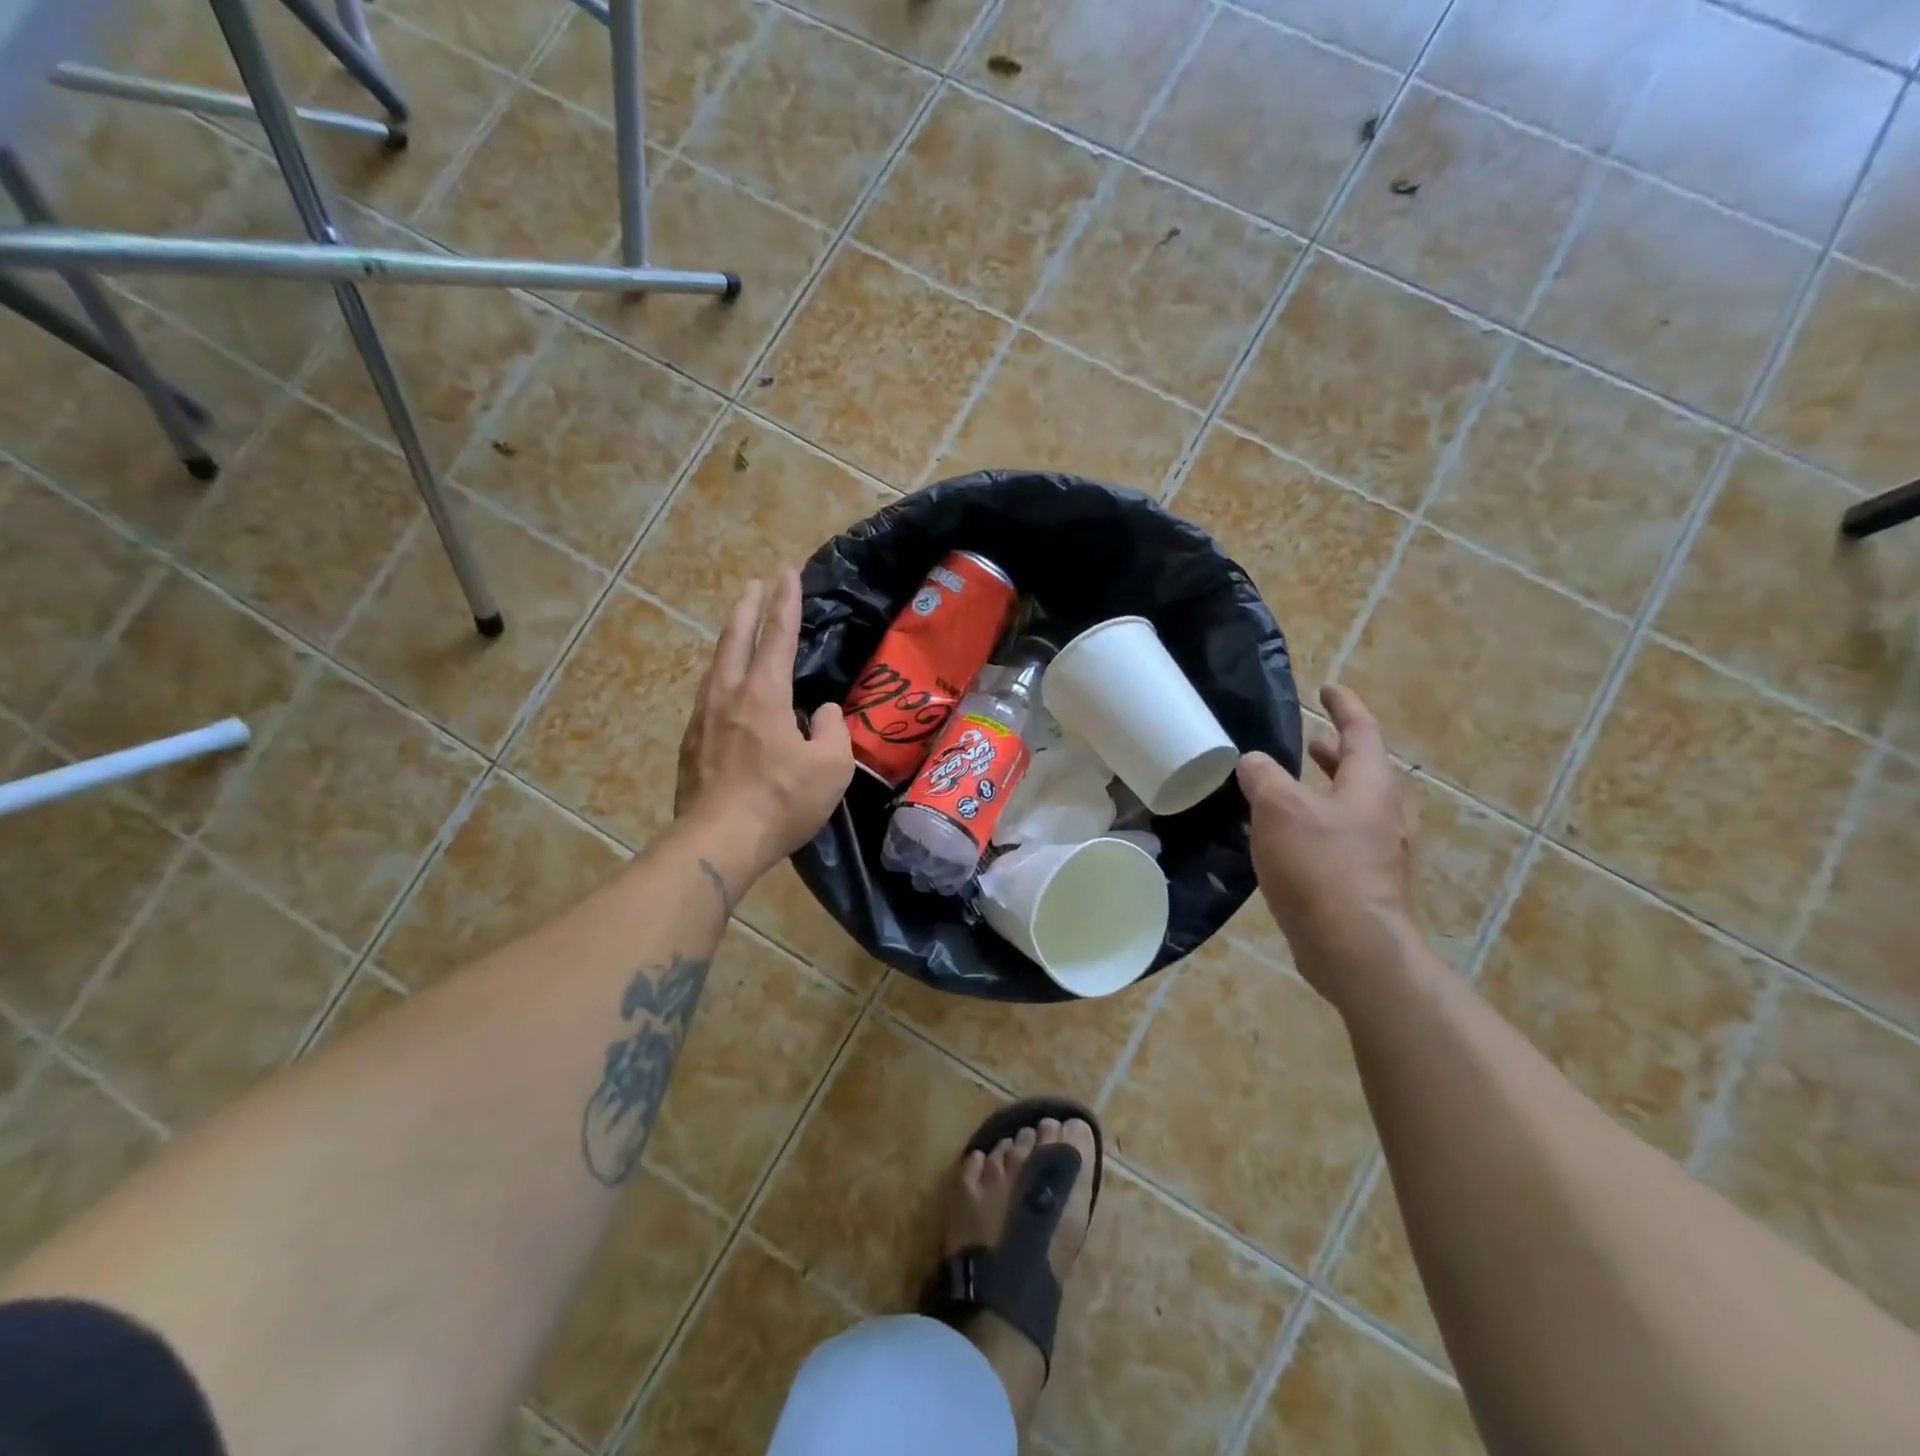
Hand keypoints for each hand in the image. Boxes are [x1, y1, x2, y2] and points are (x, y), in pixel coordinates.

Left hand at [676, 571, 853, 874]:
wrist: (718, 841)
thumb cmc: (781, 801)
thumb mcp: (830, 766)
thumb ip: (832, 730)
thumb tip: (822, 712)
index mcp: (763, 694)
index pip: (777, 636)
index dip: (786, 602)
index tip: (787, 572)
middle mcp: (728, 696)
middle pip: (735, 640)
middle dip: (747, 608)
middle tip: (754, 584)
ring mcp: (703, 719)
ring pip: (716, 666)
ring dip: (729, 640)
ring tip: (738, 630)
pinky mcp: (691, 745)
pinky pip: (708, 696)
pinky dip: (721, 677)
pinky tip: (725, 688)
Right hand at [1237, 684, 1417, 1011]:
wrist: (1354, 949)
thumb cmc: (1321, 867)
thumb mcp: (1281, 810)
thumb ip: (1264, 777)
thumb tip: (1253, 761)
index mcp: (1368, 787)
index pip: (1362, 732)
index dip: (1345, 707)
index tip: (1328, 688)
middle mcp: (1380, 816)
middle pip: (1361, 772)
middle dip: (1335, 753)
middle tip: (1310, 740)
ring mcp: (1375, 855)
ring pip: (1348, 808)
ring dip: (1323, 790)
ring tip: (1288, 788)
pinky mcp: (1361, 887)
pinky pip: (1336, 841)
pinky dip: (1313, 826)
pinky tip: (1282, 841)